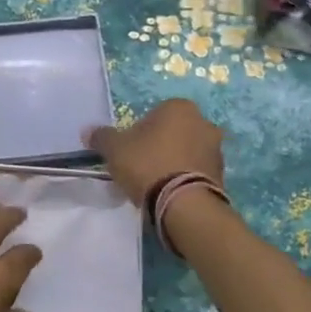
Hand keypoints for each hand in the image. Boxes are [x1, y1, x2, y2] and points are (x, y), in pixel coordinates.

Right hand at [84, 99, 224, 207]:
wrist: (184, 203)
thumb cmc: (147, 165)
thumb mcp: (115, 149)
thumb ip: (101, 137)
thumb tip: (88, 131)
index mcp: (179, 107)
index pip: (154, 113)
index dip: (138, 132)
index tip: (129, 151)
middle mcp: (204, 122)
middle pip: (173, 132)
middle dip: (159, 146)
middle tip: (140, 167)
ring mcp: (217, 149)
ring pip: (187, 152)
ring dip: (174, 162)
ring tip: (155, 184)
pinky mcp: (222, 175)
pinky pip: (196, 172)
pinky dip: (185, 178)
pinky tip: (170, 193)